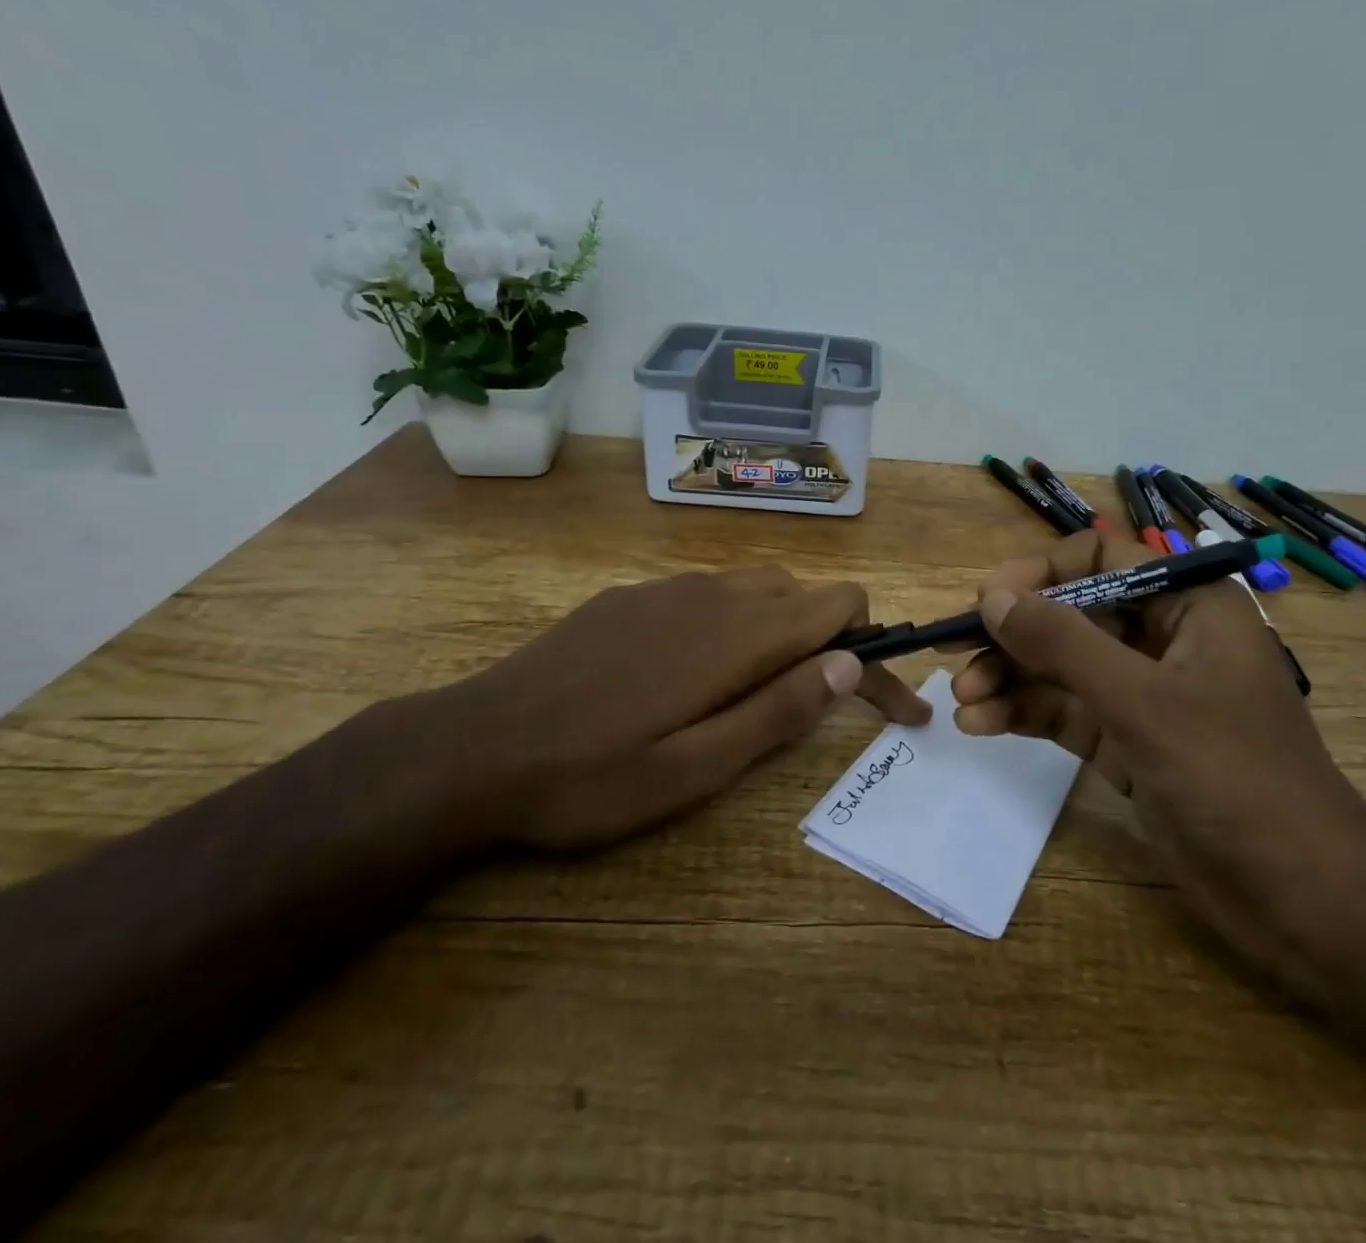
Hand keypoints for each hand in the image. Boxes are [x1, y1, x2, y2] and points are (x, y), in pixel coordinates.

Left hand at [417, 567, 930, 850]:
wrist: (471, 749)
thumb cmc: (591, 777)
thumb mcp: (695, 768)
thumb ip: (779, 709)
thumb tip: (847, 663)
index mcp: (736, 633)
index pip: (841, 603)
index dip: (876, 648)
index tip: (894, 707)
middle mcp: (709, 593)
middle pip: (802, 592)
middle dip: (829, 640)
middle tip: (817, 704)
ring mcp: (664, 588)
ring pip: (754, 588)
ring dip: (780, 630)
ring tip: (759, 692)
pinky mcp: (629, 596)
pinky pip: (706, 593)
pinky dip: (732, 622)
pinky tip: (693, 673)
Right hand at [951, 531, 1365, 978]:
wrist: (1304, 902)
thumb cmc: (1235, 780)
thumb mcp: (1142, 703)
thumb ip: (1063, 644)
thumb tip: (992, 597)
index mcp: (1189, 606)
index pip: (1102, 560)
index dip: (1041, 573)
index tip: (988, 601)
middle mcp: (1165, 640)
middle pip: (1072, 616)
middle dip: (1015, 637)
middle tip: (958, 659)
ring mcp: (1145, 695)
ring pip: (1063, 667)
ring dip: (1011, 679)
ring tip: (964, 701)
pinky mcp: (1130, 743)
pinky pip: (1067, 712)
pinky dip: (1026, 714)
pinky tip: (983, 725)